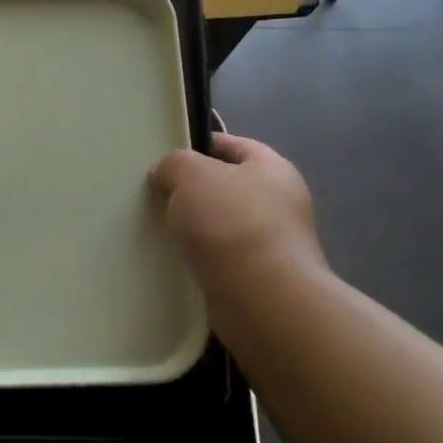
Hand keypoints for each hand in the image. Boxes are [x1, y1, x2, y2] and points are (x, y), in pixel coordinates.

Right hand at [149, 133, 326, 296]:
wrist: (262, 297)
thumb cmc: (231, 223)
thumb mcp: (192, 175)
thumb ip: (174, 164)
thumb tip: (166, 174)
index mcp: (273, 168)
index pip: (235, 145)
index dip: (201, 146)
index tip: (168, 158)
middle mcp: (282, 202)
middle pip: (230, 187)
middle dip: (196, 192)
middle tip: (159, 197)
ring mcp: (277, 244)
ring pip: (226, 226)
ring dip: (199, 229)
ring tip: (163, 233)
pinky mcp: (265, 278)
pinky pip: (226, 259)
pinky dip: (205, 259)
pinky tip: (181, 263)